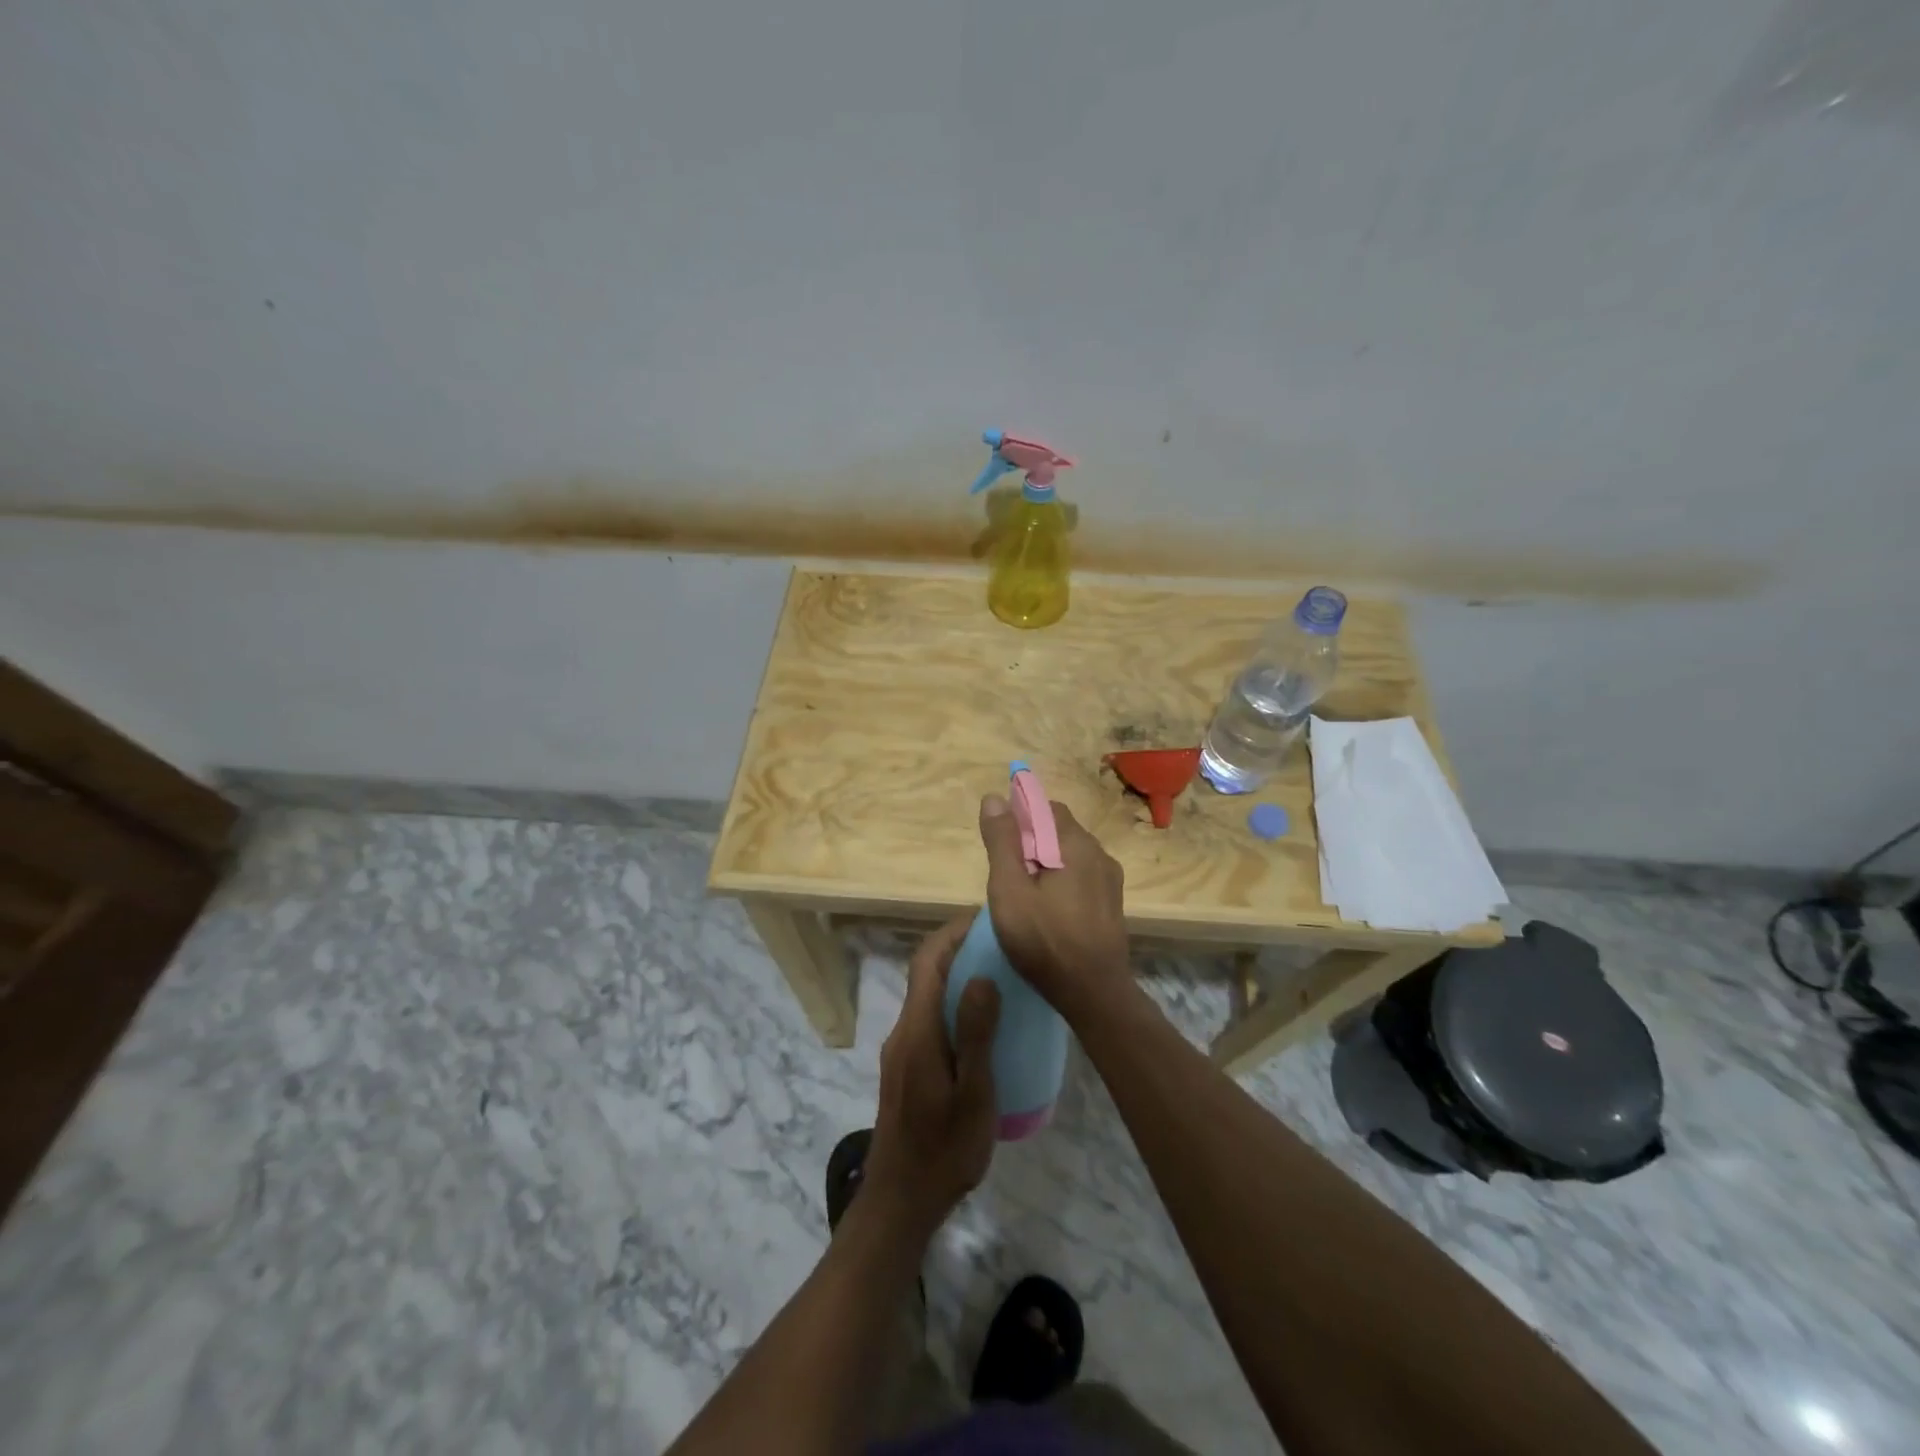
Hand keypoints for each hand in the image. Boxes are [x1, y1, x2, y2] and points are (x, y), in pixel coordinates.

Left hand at [863, 916, 1001, 1235]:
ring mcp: (903, 1050)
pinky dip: (955, 1004)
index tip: (986, 920)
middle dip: (959, 949)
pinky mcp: (907, 1067)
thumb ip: (976, 1035)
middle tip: (1004, 946)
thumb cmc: (944, 1150)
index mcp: (918, 1030)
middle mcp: (904, 1030)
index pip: (927, 961)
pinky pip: (931, 1019)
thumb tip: (982, 975)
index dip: (952, 933)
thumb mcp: (973, 1095)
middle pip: (926, 973)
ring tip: (1002, 977)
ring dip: (958, 976)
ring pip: (928, 996)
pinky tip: (986, 1025)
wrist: (900, 1201)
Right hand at [978, 795, 1130, 1023]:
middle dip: (1031, 844)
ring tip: (1025, 898)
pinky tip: (1048, 912)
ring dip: (1046, 864)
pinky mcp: (1112, 903)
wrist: (1093, 993)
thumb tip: (995, 798)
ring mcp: (1110, 880)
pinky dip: (1062, 882)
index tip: (1000, 847)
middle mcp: (1099, 853)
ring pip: (1071, 855)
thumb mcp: (1009, 890)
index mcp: (1076, 844)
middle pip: (1059, 830)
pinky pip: (1082, 877)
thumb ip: (1002, 842)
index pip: (1046, 808)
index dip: (1019, 819)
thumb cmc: (1044, 940)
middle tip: (1008, 878)